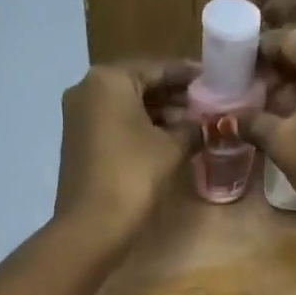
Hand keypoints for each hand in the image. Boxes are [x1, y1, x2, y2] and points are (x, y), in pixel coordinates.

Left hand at [54, 61, 197, 250]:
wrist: (92, 226)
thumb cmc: (133, 177)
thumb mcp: (171, 148)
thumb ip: (194, 128)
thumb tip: (211, 123)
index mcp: (109, 79)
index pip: (157, 68)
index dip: (189, 75)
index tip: (215, 80)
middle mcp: (88, 89)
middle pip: (140, 85)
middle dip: (175, 96)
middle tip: (209, 105)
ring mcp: (80, 116)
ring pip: (128, 106)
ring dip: (161, 114)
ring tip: (196, 125)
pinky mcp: (80, 142)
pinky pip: (117, 124)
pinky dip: (142, 129)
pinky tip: (170, 141)